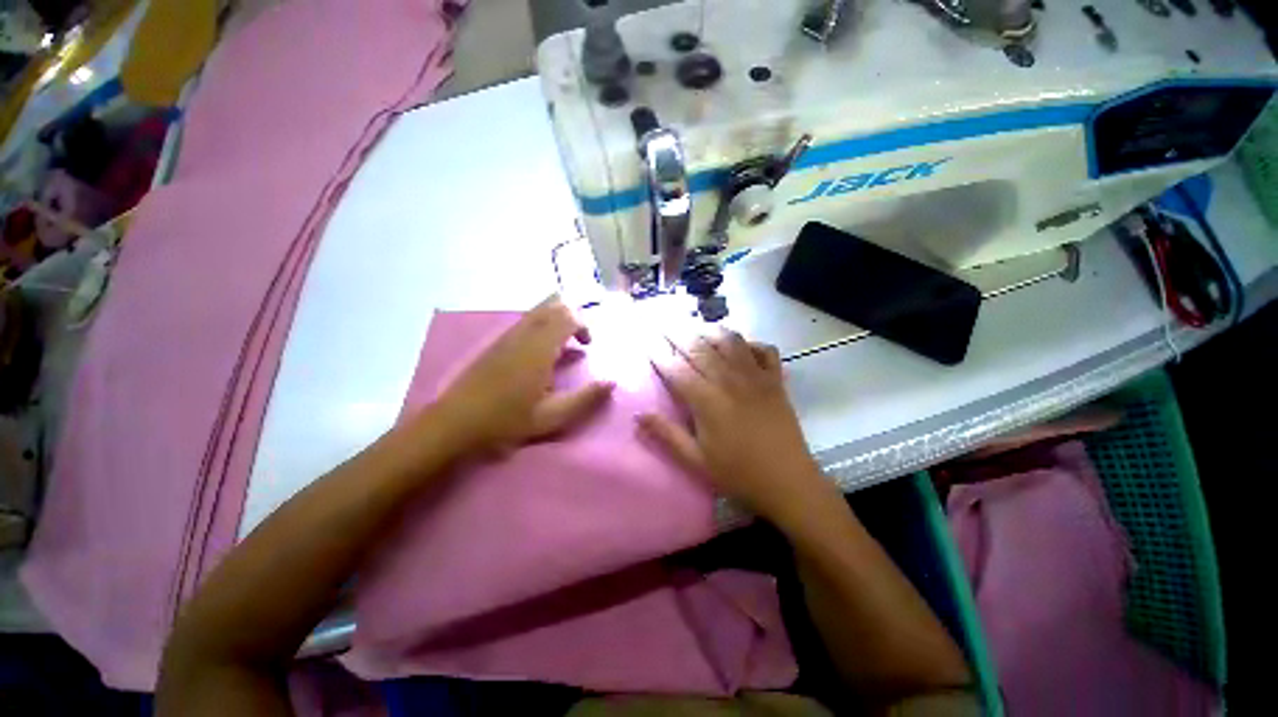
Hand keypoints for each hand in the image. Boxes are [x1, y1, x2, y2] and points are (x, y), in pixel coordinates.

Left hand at [430, 296, 614, 456]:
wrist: (456, 421)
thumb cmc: (507, 420)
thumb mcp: (553, 416)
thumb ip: (585, 398)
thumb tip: (611, 382)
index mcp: (539, 348)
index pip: (568, 315)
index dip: (584, 324)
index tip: (588, 346)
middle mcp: (524, 333)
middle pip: (554, 304)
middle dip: (573, 315)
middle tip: (580, 340)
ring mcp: (508, 335)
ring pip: (539, 309)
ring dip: (558, 319)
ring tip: (564, 345)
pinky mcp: (498, 341)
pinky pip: (527, 320)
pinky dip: (543, 325)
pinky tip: (542, 352)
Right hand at [638, 328, 828, 526]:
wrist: (788, 481)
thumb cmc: (738, 473)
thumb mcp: (696, 460)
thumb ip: (667, 434)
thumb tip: (638, 414)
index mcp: (706, 400)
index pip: (675, 369)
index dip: (658, 353)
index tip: (647, 340)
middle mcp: (729, 380)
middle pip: (699, 347)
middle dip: (678, 334)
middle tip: (665, 325)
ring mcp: (755, 376)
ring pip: (730, 341)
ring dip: (711, 330)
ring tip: (698, 328)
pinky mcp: (776, 380)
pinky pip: (764, 349)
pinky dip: (751, 342)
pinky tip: (741, 346)